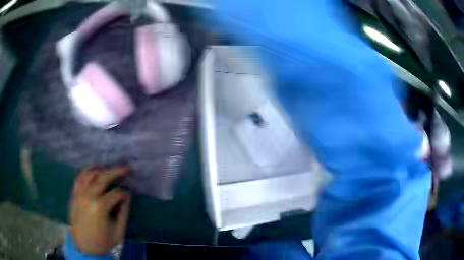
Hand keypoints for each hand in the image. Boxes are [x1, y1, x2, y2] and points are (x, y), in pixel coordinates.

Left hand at [70, 166, 131, 254]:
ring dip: (101, 169)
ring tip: (110, 168)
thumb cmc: (103, 241)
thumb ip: (124, 212)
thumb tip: (128, 196)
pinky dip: (87, 171)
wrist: (84, 246)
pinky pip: (79, 177)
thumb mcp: (118, 230)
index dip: (125, 192)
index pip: (116, 193)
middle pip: (103, 176)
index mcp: (100, 206)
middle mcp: (88, 195)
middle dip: (117, 171)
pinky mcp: (74, 194)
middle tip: (127, 167)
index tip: (130, 193)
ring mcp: (79, 193)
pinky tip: (93, 170)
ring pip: (90, 173)